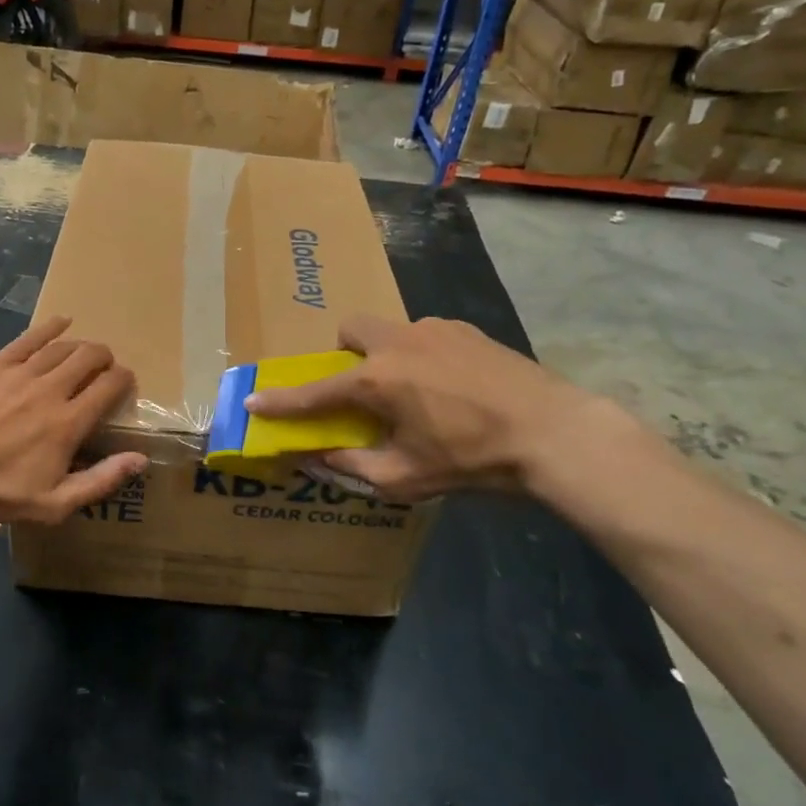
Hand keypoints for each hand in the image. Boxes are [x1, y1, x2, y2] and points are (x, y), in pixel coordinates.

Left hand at [0, 316, 147, 528]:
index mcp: (69, 422)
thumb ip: (101, 480)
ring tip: (84, 353)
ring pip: (63, 346)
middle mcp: (51, 389)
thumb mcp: (53, 503)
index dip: (124, 379)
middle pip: (90, 356)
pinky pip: (29, 338)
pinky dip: (50, 327)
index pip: (110, 386)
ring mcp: (21, 372)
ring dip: (81, 346)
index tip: (125, 383)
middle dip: (106, 358)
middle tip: (105, 369)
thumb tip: (141, 459)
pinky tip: (61, 322)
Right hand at [243, 315, 600, 502]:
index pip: (315, 391)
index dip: (281, 400)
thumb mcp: (405, 477)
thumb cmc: (471, 460)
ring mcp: (434, 329)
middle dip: (344, 355)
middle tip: (362, 388)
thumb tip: (315, 457)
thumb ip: (351, 465)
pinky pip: (425, 335)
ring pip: (390, 330)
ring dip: (385, 355)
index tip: (254, 401)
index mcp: (377, 381)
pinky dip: (421, 354)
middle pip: (350, 330)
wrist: (551, 432)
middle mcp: (397, 343)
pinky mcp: (465, 329)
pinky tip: (451, 384)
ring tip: (415, 391)